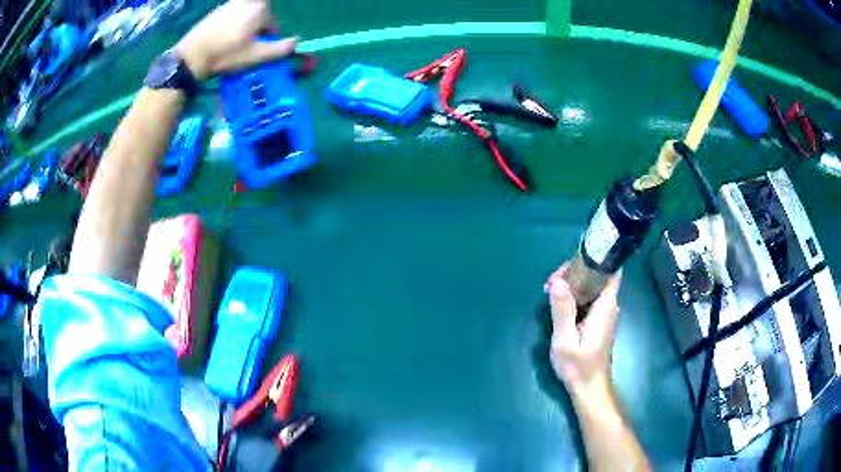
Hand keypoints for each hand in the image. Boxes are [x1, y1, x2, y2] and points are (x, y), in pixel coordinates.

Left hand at [175, 0, 297, 80]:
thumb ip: (281, 48)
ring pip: (246, 15)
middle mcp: (248, 1)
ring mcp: (230, 3)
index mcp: (260, 8)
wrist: (191, 56)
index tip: (259, 52)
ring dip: (245, 27)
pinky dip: (232, 25)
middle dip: (257, 31)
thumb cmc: (226, 55)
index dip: (268, 40)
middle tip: (245, 48)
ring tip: (233, 44)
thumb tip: (298, 42)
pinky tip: (222, 39)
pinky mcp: (217, 9)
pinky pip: (233, 15)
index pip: (273, 24)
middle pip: (261, 16)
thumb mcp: (257, 56)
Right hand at [544, 264, 621, 393]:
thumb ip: (563, 311)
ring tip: (550, 289)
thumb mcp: (565, 341)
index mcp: (605, 305)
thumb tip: (558, 282)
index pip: (610, 269)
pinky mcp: (597, 320)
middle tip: (551, 282)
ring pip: (592, 285)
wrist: (589, 388)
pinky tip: (558, 301)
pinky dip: (574, 294)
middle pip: (598, 274)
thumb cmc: (579, 367)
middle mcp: (608, 304)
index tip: (569, 263)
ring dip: (573, 282)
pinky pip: (588, 297)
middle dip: (575, 271)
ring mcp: (604, 312)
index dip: (594, 259)